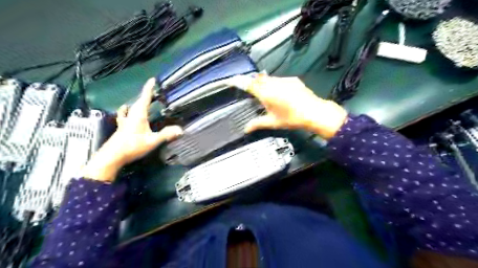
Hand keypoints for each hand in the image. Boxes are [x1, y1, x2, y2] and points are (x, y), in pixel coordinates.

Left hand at [81, 77, 181, 182]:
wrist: (112, 156)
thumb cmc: (132, 146)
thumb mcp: (152, 141)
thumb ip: (166, 135)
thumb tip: (180, 129)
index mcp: (139, 115)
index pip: (145, 98)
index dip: (149, 89)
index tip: (152, 79)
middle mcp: (131, 116)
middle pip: (139, 102)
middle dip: (146, 95)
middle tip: (152, 91)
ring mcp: (125, 122)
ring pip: (131, 108)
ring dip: (137, 103)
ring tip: (141, 101)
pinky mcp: (122, 127)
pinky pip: (125, 115)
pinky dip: (126, 111)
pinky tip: (124, 110)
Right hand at [244, 75, 349, 138]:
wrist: (314, 112)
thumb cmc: (291, 118)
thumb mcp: (272, 122)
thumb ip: (257, 124)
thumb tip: (246, 129)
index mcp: (266, 93)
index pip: (248, 84)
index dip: (238, 81)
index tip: (231, 80)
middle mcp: (273, 83)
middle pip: (258, 79)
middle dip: (252, 83)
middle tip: (250, 91)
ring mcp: (284, 80)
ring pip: (269, 78)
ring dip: (264, 83)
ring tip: (266, 94)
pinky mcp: (293, 80)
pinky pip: (279, 79)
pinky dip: (275, 84)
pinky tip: (280, 93)